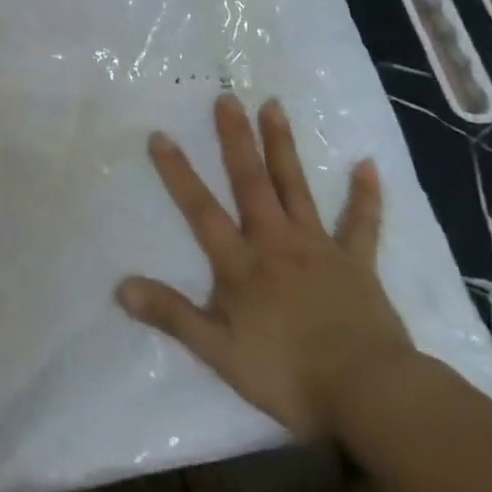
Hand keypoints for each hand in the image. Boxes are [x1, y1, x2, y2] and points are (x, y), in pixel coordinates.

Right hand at [116, 94, 416, 437]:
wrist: (370, 394)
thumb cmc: (289, 375)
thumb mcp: (219, 352)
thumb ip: (172, 316)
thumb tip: (121, 288)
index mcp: (242, 264)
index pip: (201, 210)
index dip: (178, 173)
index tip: (160, 135)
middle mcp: (277, 242)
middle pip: (251, 182)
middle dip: (236, 139)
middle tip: (226, 97)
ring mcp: (320, 248)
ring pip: (297, 188)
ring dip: (283, 146)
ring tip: (273, 106)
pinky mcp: (357, 264)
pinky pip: (361, 224)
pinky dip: (365, 195)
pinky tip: (367, 164)